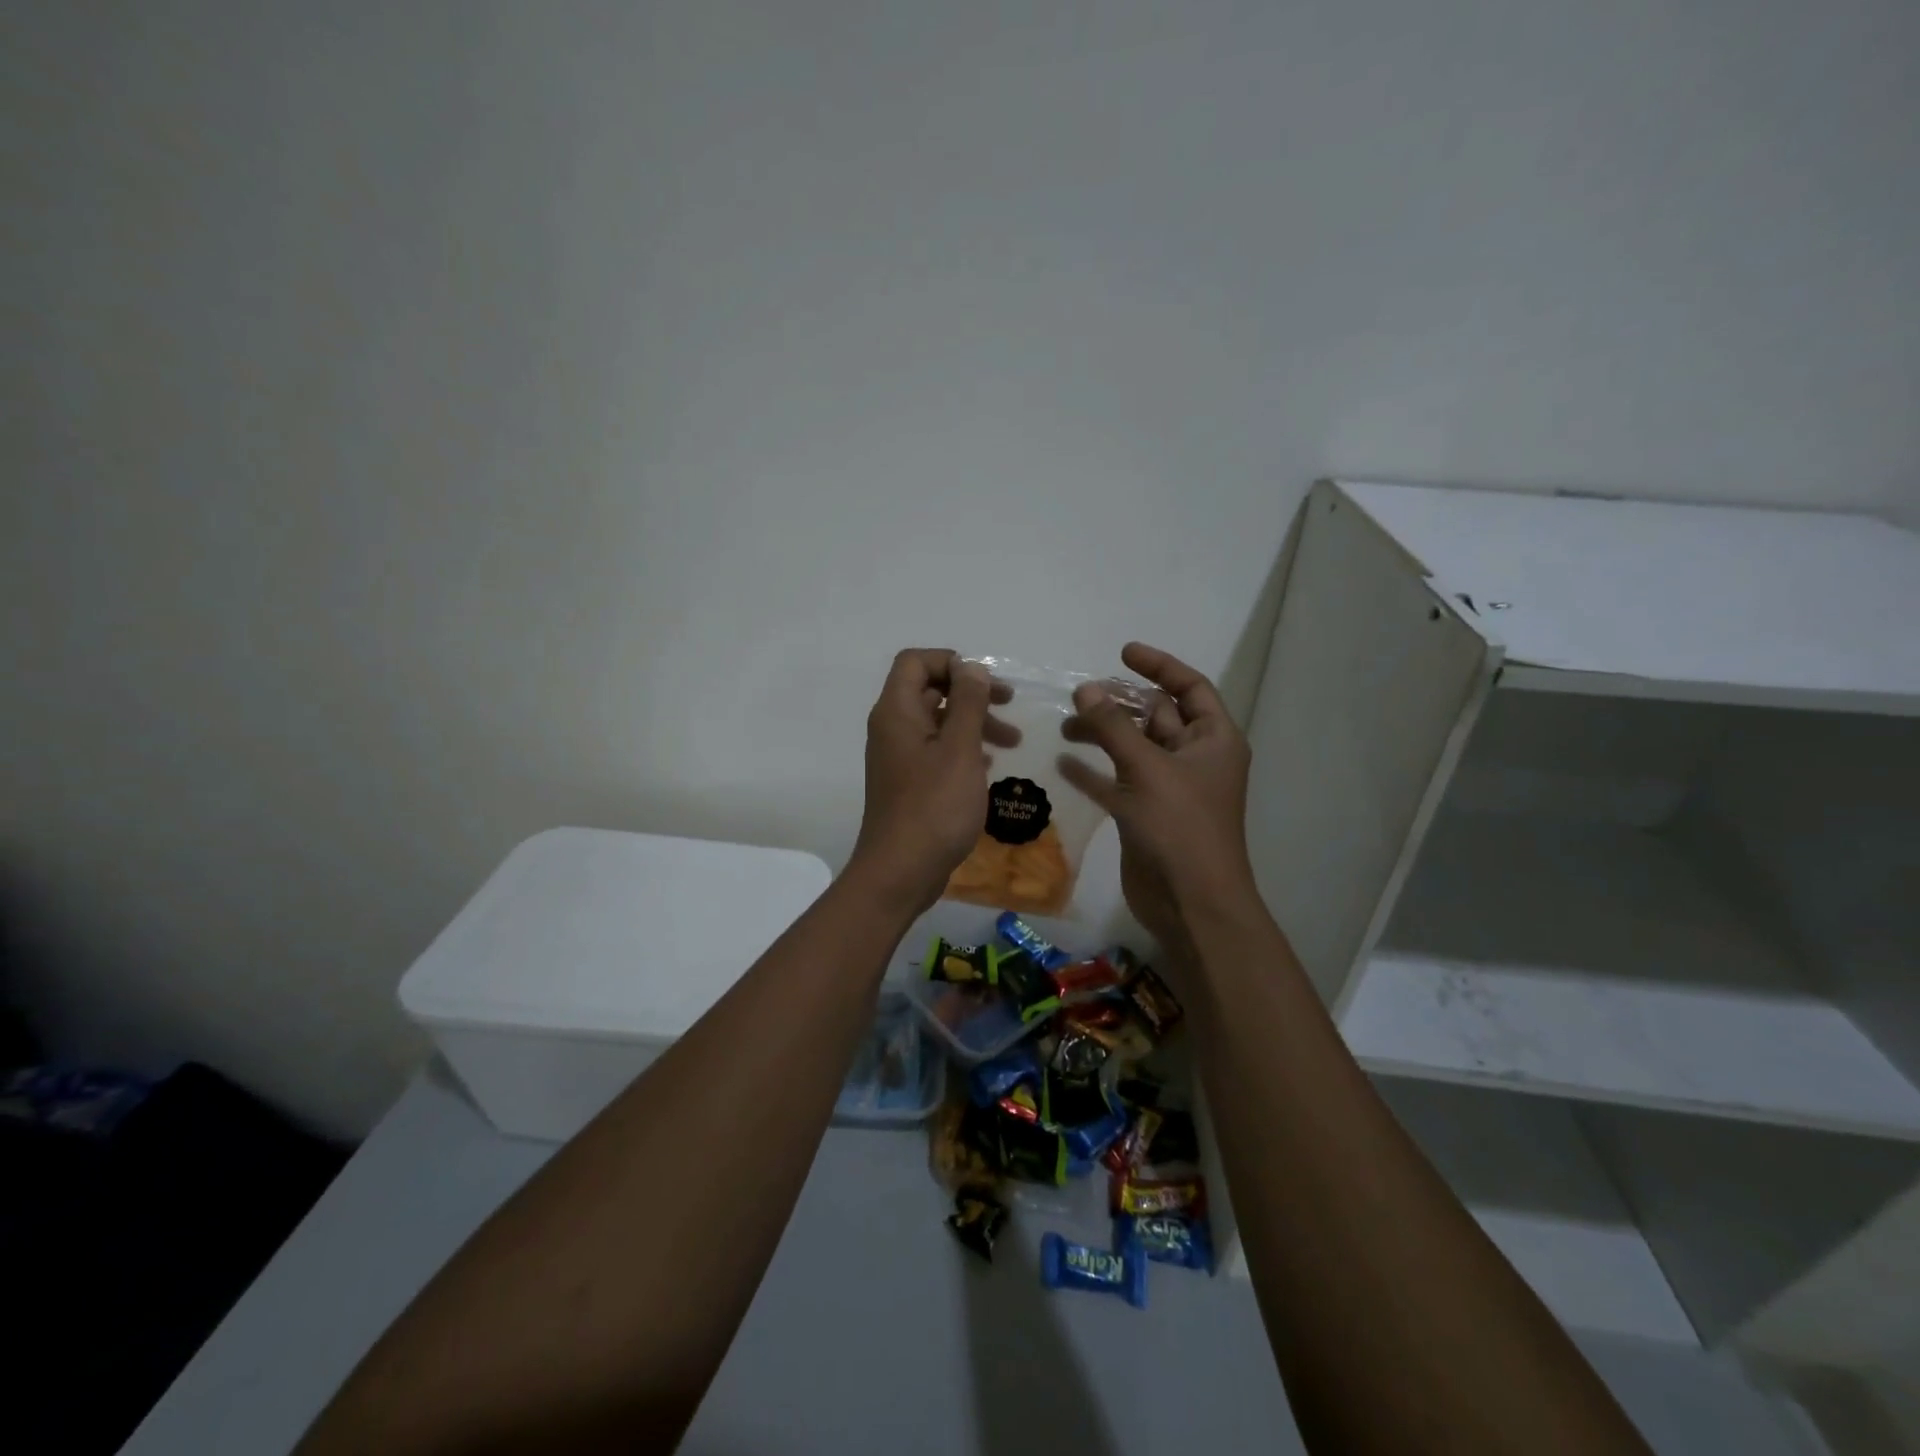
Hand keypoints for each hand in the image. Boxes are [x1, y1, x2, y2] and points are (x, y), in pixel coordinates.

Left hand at [848, 649, 1013, 914]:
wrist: (900, 872)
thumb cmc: (933, 807)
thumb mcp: (959, 750)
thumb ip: (968, 703)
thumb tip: (972, 667)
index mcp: (896, 712)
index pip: (916, 661)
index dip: (951, 662)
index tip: (985, 683)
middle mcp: (892, 728)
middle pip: (929, 689)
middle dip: (971, 694)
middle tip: (1009, 705)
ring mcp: (898, 757)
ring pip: (937, 723)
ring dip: (973, 723)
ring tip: (1012, 742)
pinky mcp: (908, 783)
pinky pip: (936, 751)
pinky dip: (963, 749)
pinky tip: (988, 766)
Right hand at [1058, 643, 1254, 948]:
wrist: (1190, 903)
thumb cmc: (1180, 827)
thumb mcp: (1146, 768)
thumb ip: (1113, 727)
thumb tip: (1086, 688)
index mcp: (1213, 740)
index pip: (1190, 687)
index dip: (1159, 666)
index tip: (1122, 653)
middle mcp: (1193, 759)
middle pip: (1156, 716)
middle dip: (1119, 704)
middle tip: (1078, 696)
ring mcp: (1168, 788)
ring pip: (1132, 748)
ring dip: (1102, 735)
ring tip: (1064, 727)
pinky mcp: (1145, 814)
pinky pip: (1116, 782)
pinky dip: (1093, 771)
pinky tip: (1063, 763)